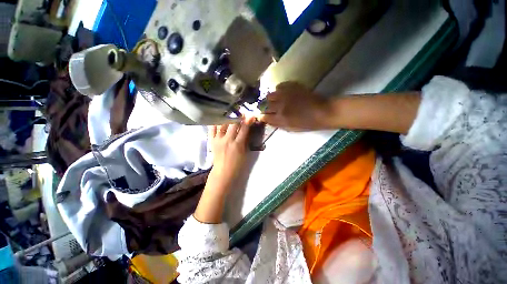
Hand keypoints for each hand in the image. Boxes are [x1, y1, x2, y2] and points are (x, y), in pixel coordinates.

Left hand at [207, 116, 255, 192]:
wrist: (223, 172)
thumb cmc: (237, 164)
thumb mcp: (245, 153)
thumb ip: (245, 140)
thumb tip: (246, 130)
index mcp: (237, 145)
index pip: (244, 129)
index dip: (248, 121)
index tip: (250, 115)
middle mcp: (227, 140)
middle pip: (233, 124)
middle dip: (238, 116)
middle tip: (240, 112)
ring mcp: (218, 140)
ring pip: (222, 124)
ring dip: (227, 117)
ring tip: (229, 112)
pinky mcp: (212, 141)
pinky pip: (212, 129)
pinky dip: (215, 123)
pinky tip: (218, 117)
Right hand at [259, 82, 332, 130]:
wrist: (323, 111)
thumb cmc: (307, 123)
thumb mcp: (291, 128)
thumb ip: (277, 124)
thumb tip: (268, 120)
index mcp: (281, 118)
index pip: (264, 117)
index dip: (261, 116)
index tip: (260, 116)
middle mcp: (280, 105)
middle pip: (265, 105)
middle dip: (265, 107)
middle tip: (269, 108)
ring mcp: (285, 94)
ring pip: (270, 95)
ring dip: (271, 99)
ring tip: (276, 100)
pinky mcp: (291, 86)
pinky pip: (279, 86)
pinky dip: (278, 90)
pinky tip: (283, 93)